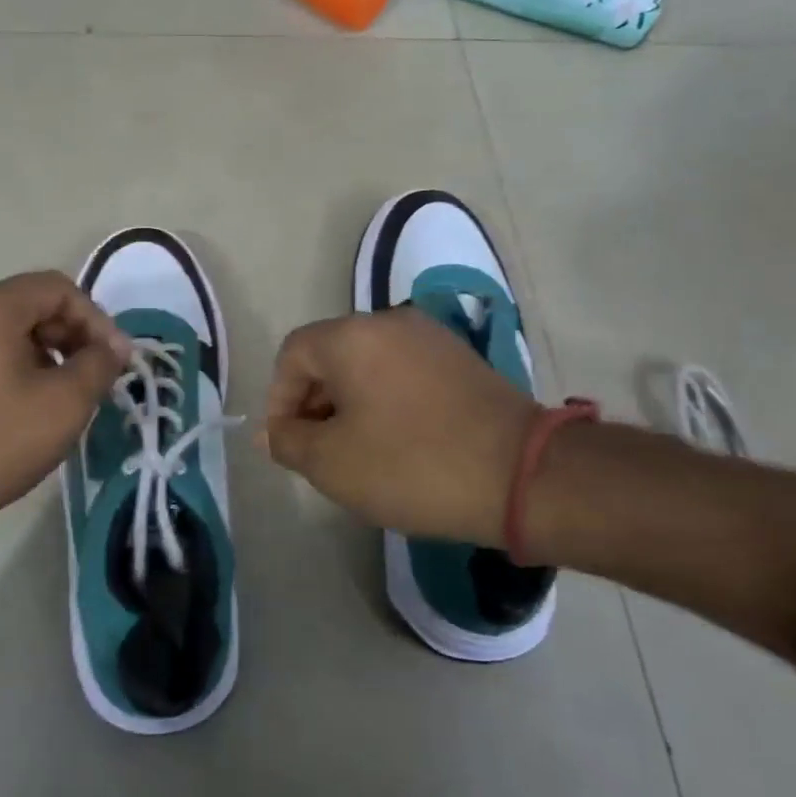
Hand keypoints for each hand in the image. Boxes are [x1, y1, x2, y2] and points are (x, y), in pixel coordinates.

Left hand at [0, 271, 130, 552]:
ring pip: (5, 328)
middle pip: (30, 304)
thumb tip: (113, 347)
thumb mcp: (65, 404)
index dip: (97, 320)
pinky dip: (12, 364)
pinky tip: (23, 404)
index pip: (58, 289)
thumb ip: (99, 365)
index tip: (115, 361)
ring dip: (44, 352)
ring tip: (61, 395)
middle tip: (94, 377)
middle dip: (71, 336)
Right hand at [262, 307, 537, 546]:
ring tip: (358, 452)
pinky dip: (386, 400)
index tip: (289, 444)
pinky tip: (398, 442)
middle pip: (330, 355)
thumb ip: (288, 441)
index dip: (280, 399)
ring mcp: (432, 337)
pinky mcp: (462, 360)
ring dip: (350, 404)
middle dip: (315, 403)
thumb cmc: (411, 465)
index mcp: (352, 335)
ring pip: (368, 365)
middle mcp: (390, 321)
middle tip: (320, 451)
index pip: (292, 354)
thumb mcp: (332, 463)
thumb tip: (272, 431)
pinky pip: (403, 373)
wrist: (522, 475)